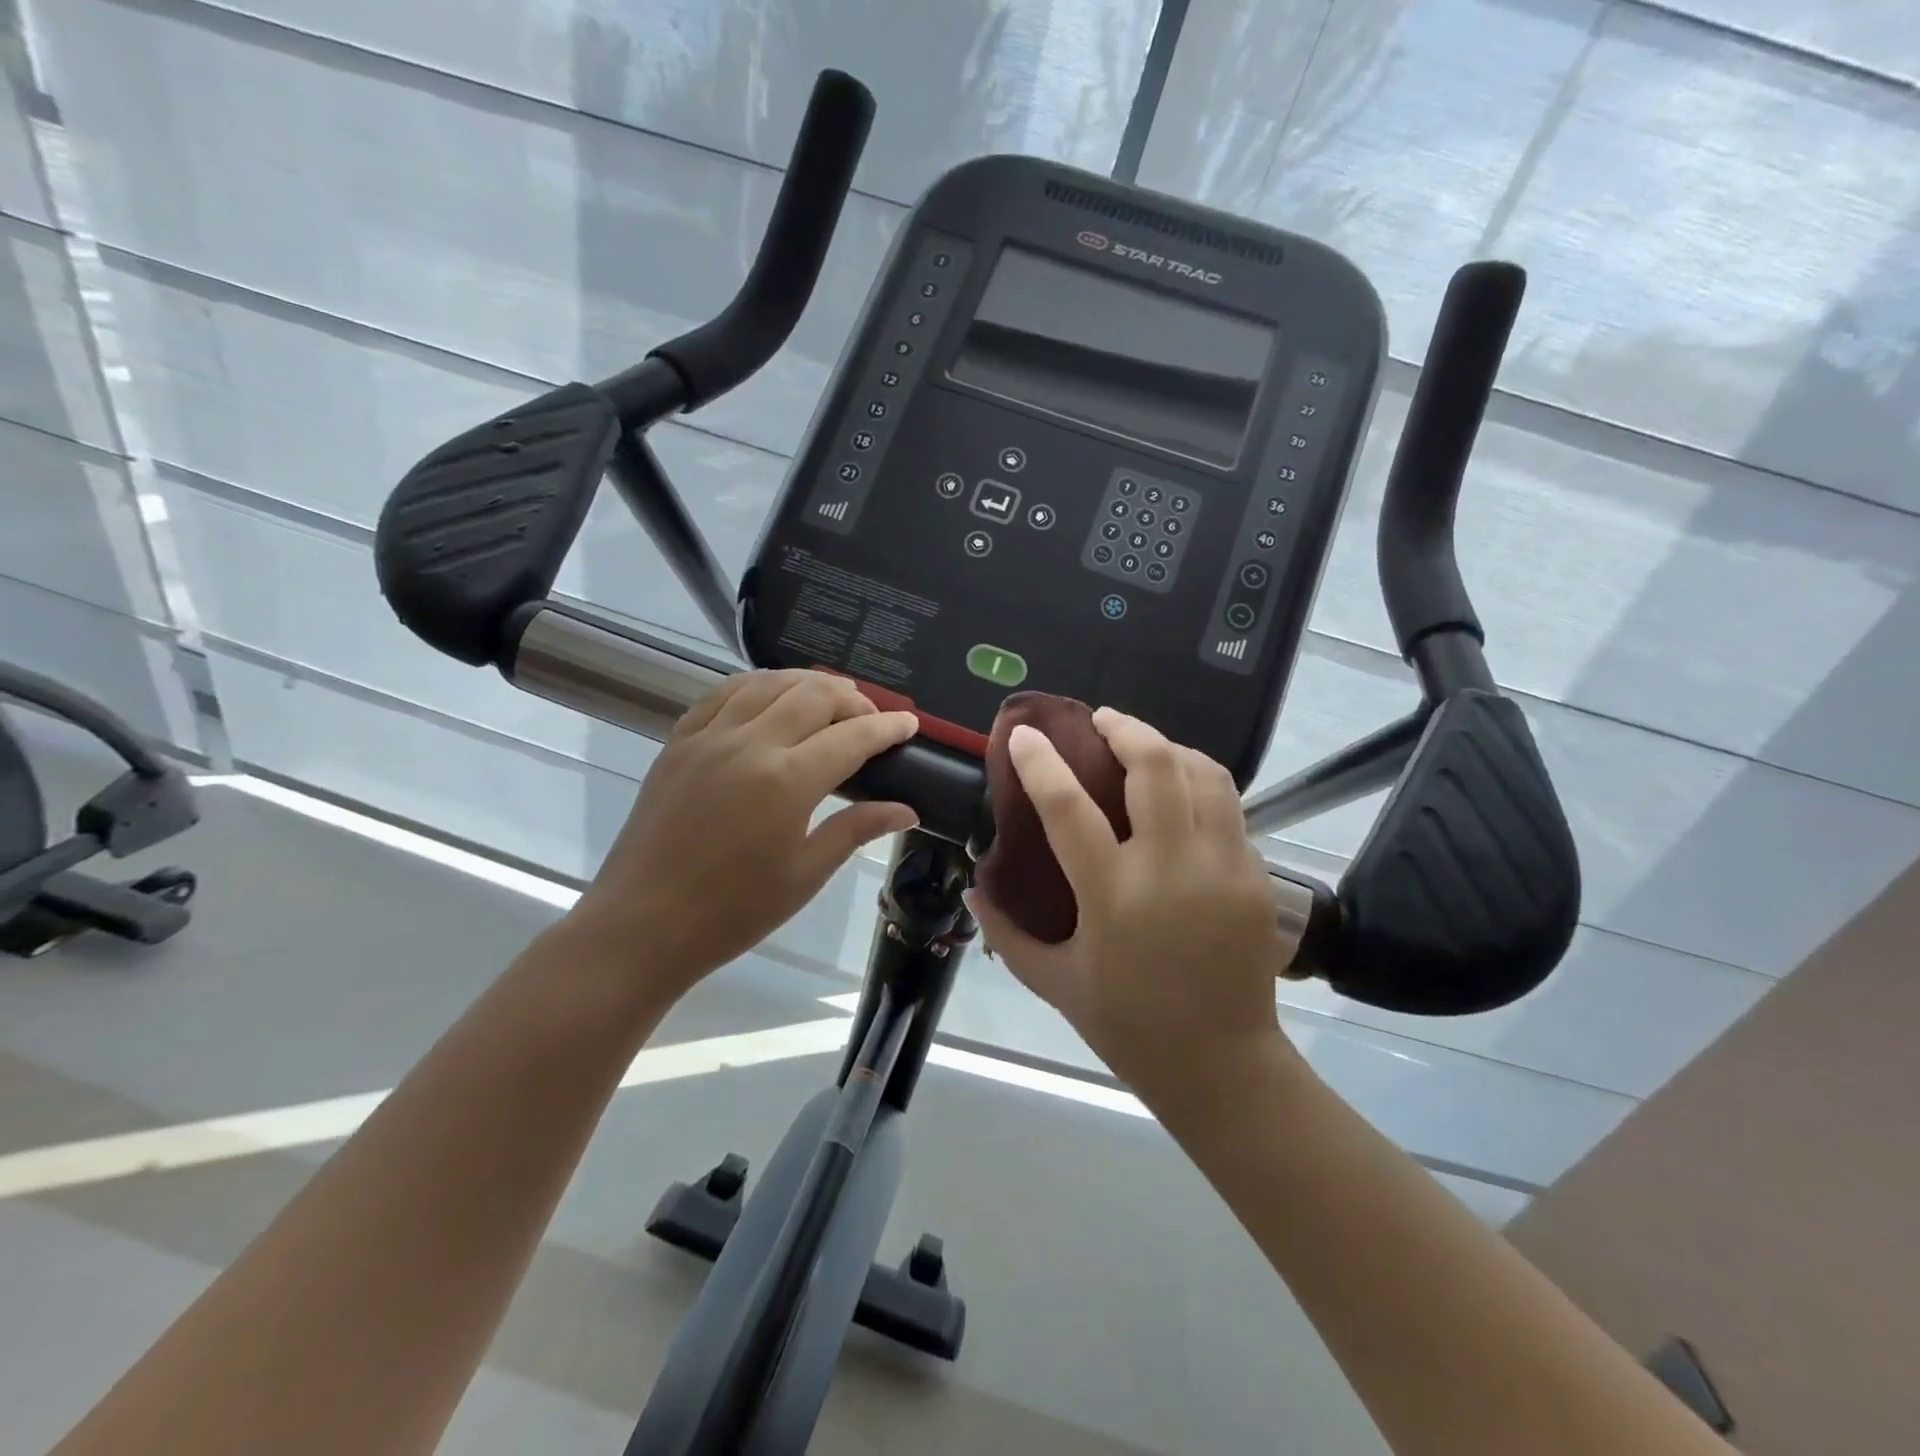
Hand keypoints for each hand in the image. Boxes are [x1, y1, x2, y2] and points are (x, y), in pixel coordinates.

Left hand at [568, 670, 918, 1001]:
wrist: (642, 925)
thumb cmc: (733, 911)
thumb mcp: (805, 874)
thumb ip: (856, 829)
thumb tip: (907, 810)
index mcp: (787, 781)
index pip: (852, 736)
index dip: (887, 727)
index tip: (909, 724)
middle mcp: (750, 744)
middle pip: (813, 695)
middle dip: (852, 698)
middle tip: (870, 718)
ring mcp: (708, 737)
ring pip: (768, 683)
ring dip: (807, 683)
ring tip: (829, 698)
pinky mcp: (678, 741)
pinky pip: (723, 694)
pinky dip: (757, 686)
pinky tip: (770, 698)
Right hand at [966, 709, 1292, 1095]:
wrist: (1222, 1066)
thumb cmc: (1127, 1025)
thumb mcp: (1053, 981)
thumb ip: (1006, 931)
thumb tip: (975, 886)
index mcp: (1113, 895)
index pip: (1068, 807)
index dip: (1041, 762)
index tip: (1025, 734)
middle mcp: (1172, 869)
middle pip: (1155, 766)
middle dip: (1125, 728)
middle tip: (1101, 722)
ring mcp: (1223, 868)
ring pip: (1204, 774)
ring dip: (1170, 748)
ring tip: (1144, 747)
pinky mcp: (1258, 877)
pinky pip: (1229, 808)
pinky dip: (1200, 785)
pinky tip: (1180, 797)